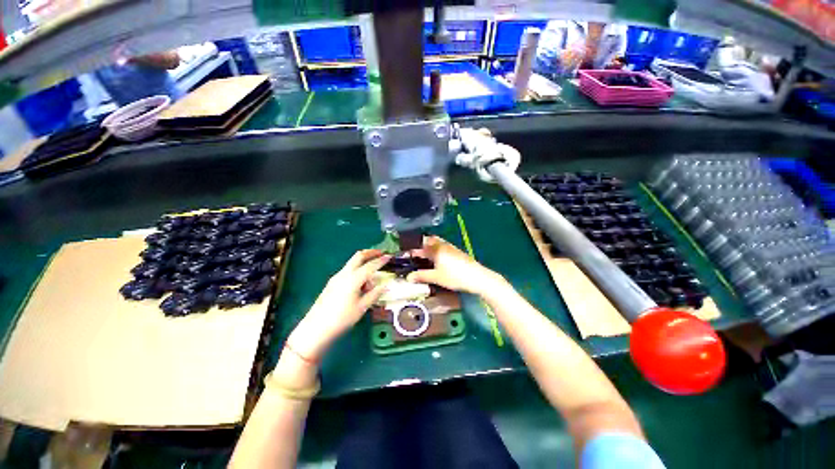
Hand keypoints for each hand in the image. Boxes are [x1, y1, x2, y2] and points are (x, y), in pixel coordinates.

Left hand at [287, 250, 389, 362]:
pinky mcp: (332, 282)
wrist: (316, 328)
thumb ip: (374, 294)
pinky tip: (361, 282)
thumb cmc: (342, 319)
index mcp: (354, 278)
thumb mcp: (362, 307)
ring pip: (352, 263)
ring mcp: (337, 277)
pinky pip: (348, 270)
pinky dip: (357, 269)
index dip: (381, 260)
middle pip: (359, 256)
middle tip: (381, 253)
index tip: (390, 256)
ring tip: (372, 274)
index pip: (371, 265)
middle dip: (371, 252)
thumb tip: (385, 286)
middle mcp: (345, 273)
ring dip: (364, 262)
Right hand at [406, 236, 504, 295]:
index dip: (413, 248)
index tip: (407, 254)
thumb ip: (421, 276)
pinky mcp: (457, 252)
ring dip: (430, 247)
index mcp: (436, 248)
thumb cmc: (454, 276)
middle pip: (430, 241)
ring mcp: (451, 248)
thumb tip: (408, 277)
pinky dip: (437, 251)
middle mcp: (443, 245)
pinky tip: (438, 260)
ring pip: (437, 243)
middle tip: (416, 254)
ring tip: (425, 257)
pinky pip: (443, 247)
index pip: (421, 244)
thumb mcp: (436, 277)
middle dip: (422, 245)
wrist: (477, 277)